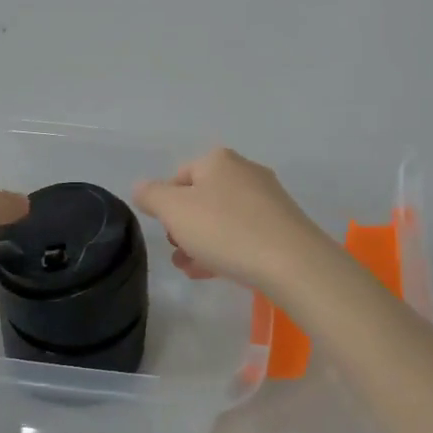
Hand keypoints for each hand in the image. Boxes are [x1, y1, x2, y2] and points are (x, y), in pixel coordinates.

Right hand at [133, 148, 335, 297]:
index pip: (179, 176)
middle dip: (184, 226)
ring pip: (222, 218)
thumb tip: (141, 187)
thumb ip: (151, 195)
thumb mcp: (174, 211)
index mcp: (218, 160)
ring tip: (193, 268)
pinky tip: (217, 272)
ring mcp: (268, 198)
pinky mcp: (283, 225)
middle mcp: (245, 171)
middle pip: (201, 198)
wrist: (291, 262)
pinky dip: (227, 248)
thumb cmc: (225, 229)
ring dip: (202, 242)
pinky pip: (244, 233)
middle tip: (178, 252)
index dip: (165, 205)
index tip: (165, 231)